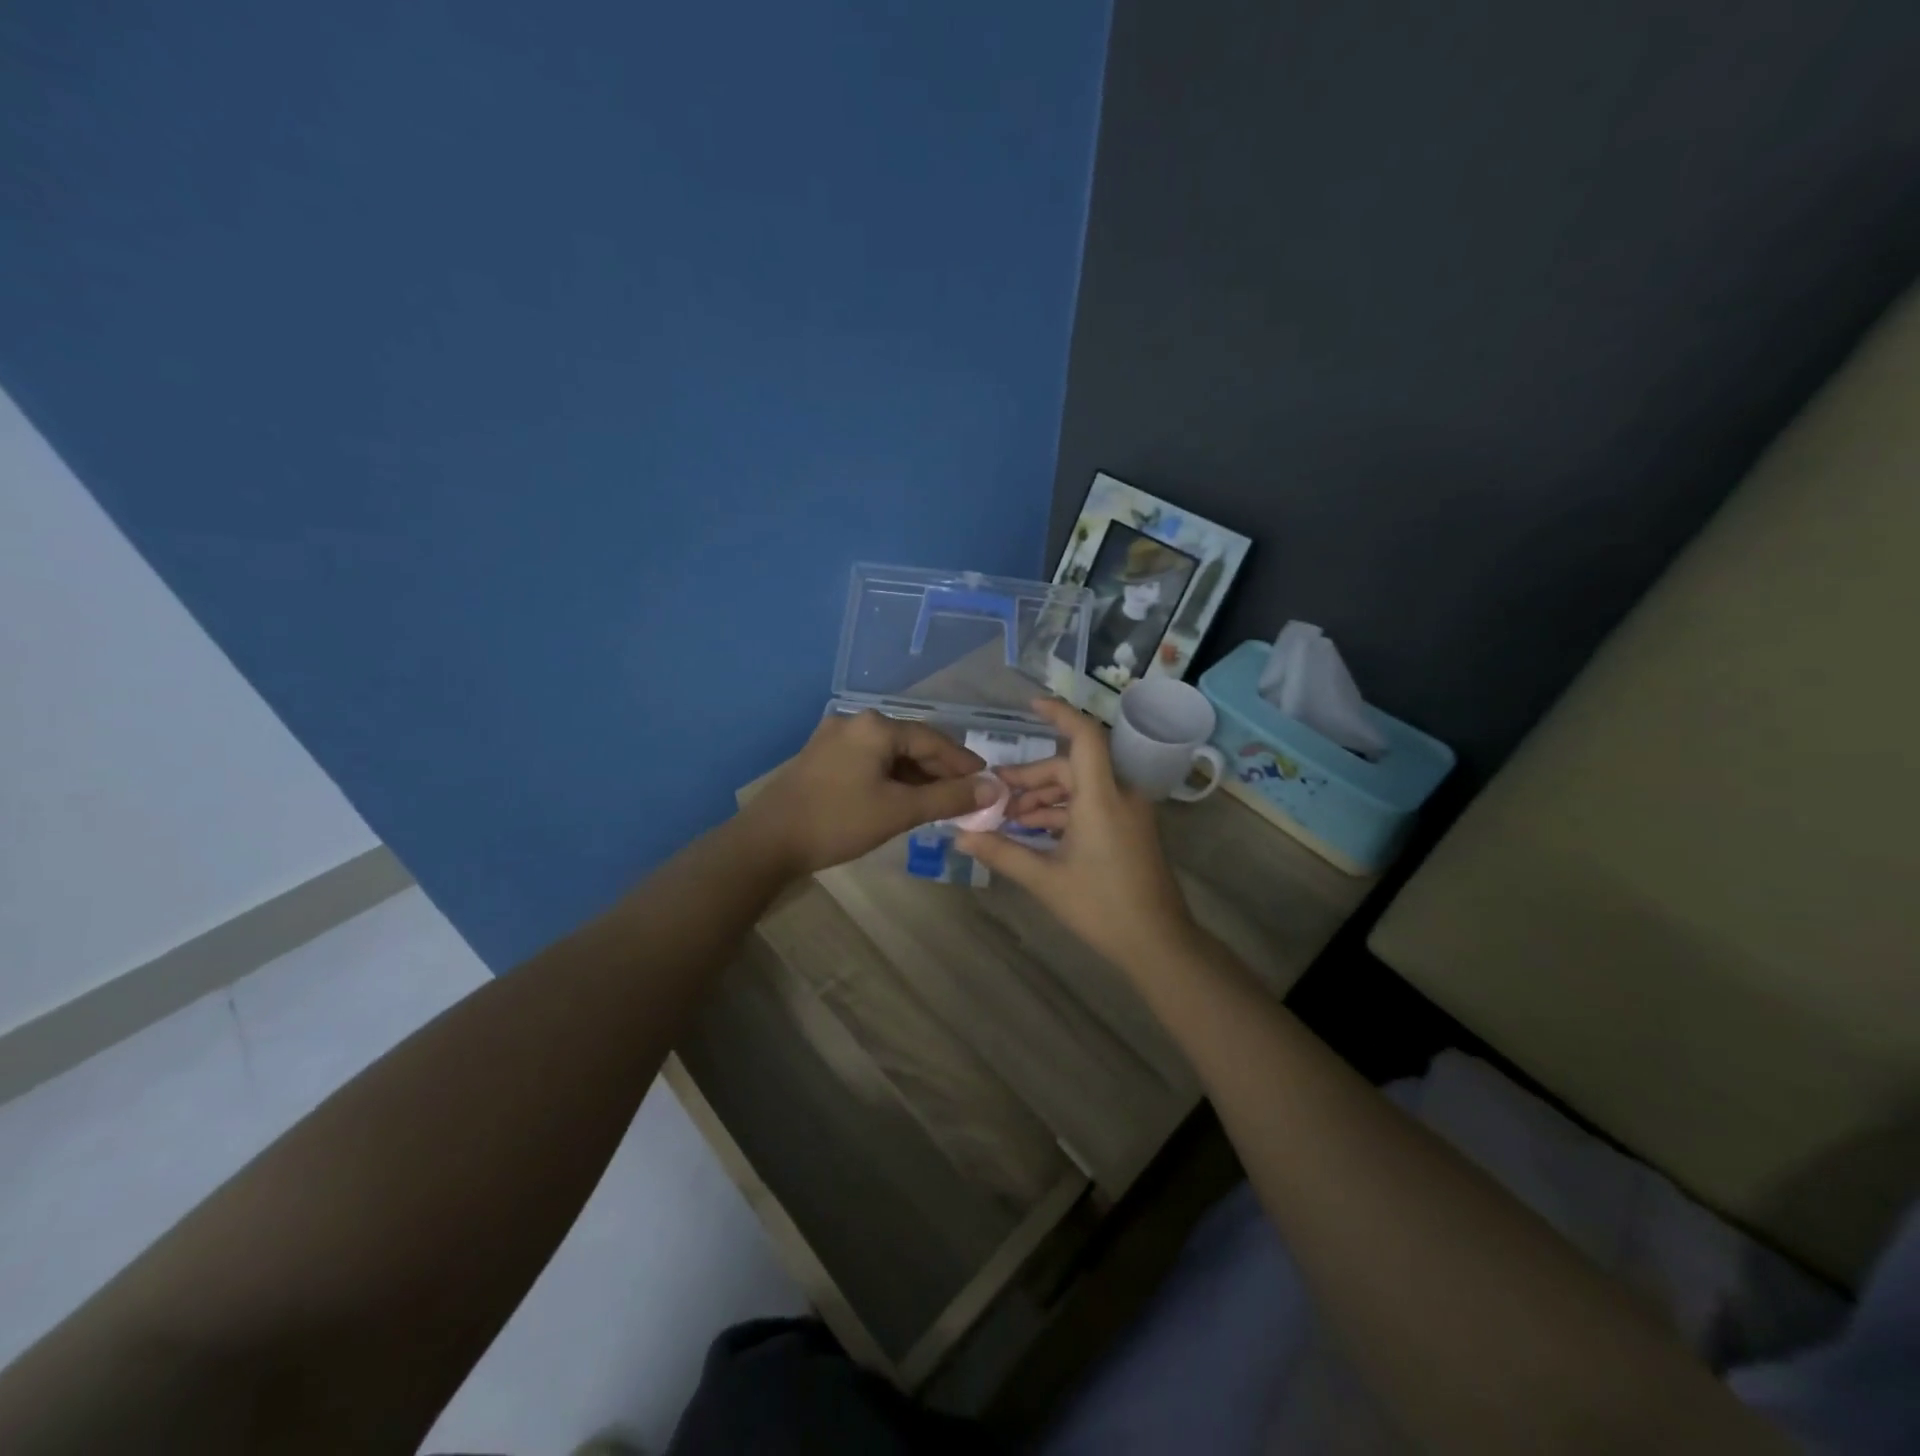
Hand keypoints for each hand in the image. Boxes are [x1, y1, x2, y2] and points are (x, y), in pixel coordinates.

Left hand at [744, 711, 993, 876]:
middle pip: (911, 744)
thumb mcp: (900, 810)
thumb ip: (949, 798)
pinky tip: (903, 800)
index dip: (963, 764)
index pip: (933, 740)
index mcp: (875, 726)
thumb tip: (994, 788)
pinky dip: (892, 779)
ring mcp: (834, 739)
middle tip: (966, 798)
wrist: (767, 842)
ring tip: (939, 803)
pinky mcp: (822, 758)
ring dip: (916, 777)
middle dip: (940, 772)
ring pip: (890, 755)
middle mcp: (855, 723)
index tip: (987, 783)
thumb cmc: (838, 821)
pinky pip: (869, 762)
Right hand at [958, 699, 1197, 974]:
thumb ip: (1001, 852)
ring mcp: (1127, 813)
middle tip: (994, 795)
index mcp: (1102, 797)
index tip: (1031, 706)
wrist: (1158, 943)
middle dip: (1030, 778)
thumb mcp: (1045, 879)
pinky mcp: (1129, 829)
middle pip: (1070, 766)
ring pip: (1079, 787)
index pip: (1084, 737)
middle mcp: (1119, 795)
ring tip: (1008, 818)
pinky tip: (1033, 832)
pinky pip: (1092, 805)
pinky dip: (1062, 812)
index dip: (1059, 714)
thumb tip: (960, 836)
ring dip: (1044, 798)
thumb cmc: (1101, 907)